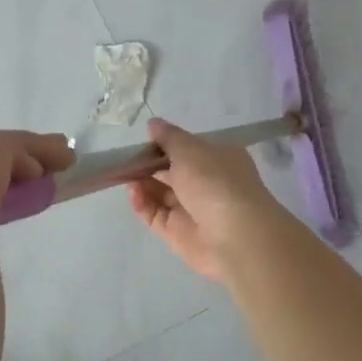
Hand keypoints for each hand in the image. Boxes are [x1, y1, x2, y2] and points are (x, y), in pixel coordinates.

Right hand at [127, 117, 286, 283]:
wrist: (235, 236)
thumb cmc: (215, 182)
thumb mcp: (190, 150)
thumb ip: (169, 137)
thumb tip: (154, 123)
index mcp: (219, 160)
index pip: (190, 150)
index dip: (167, 145)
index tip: (146, 141)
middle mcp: (208, 185)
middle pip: (173, 173)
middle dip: (150, 165)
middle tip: (128, 160)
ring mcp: (193, 211)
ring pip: (162, 195)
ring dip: (143, 184)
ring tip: (126, 176)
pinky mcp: (179, 234)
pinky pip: (156, 216)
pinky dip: (143, 204)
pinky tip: (133, 194)